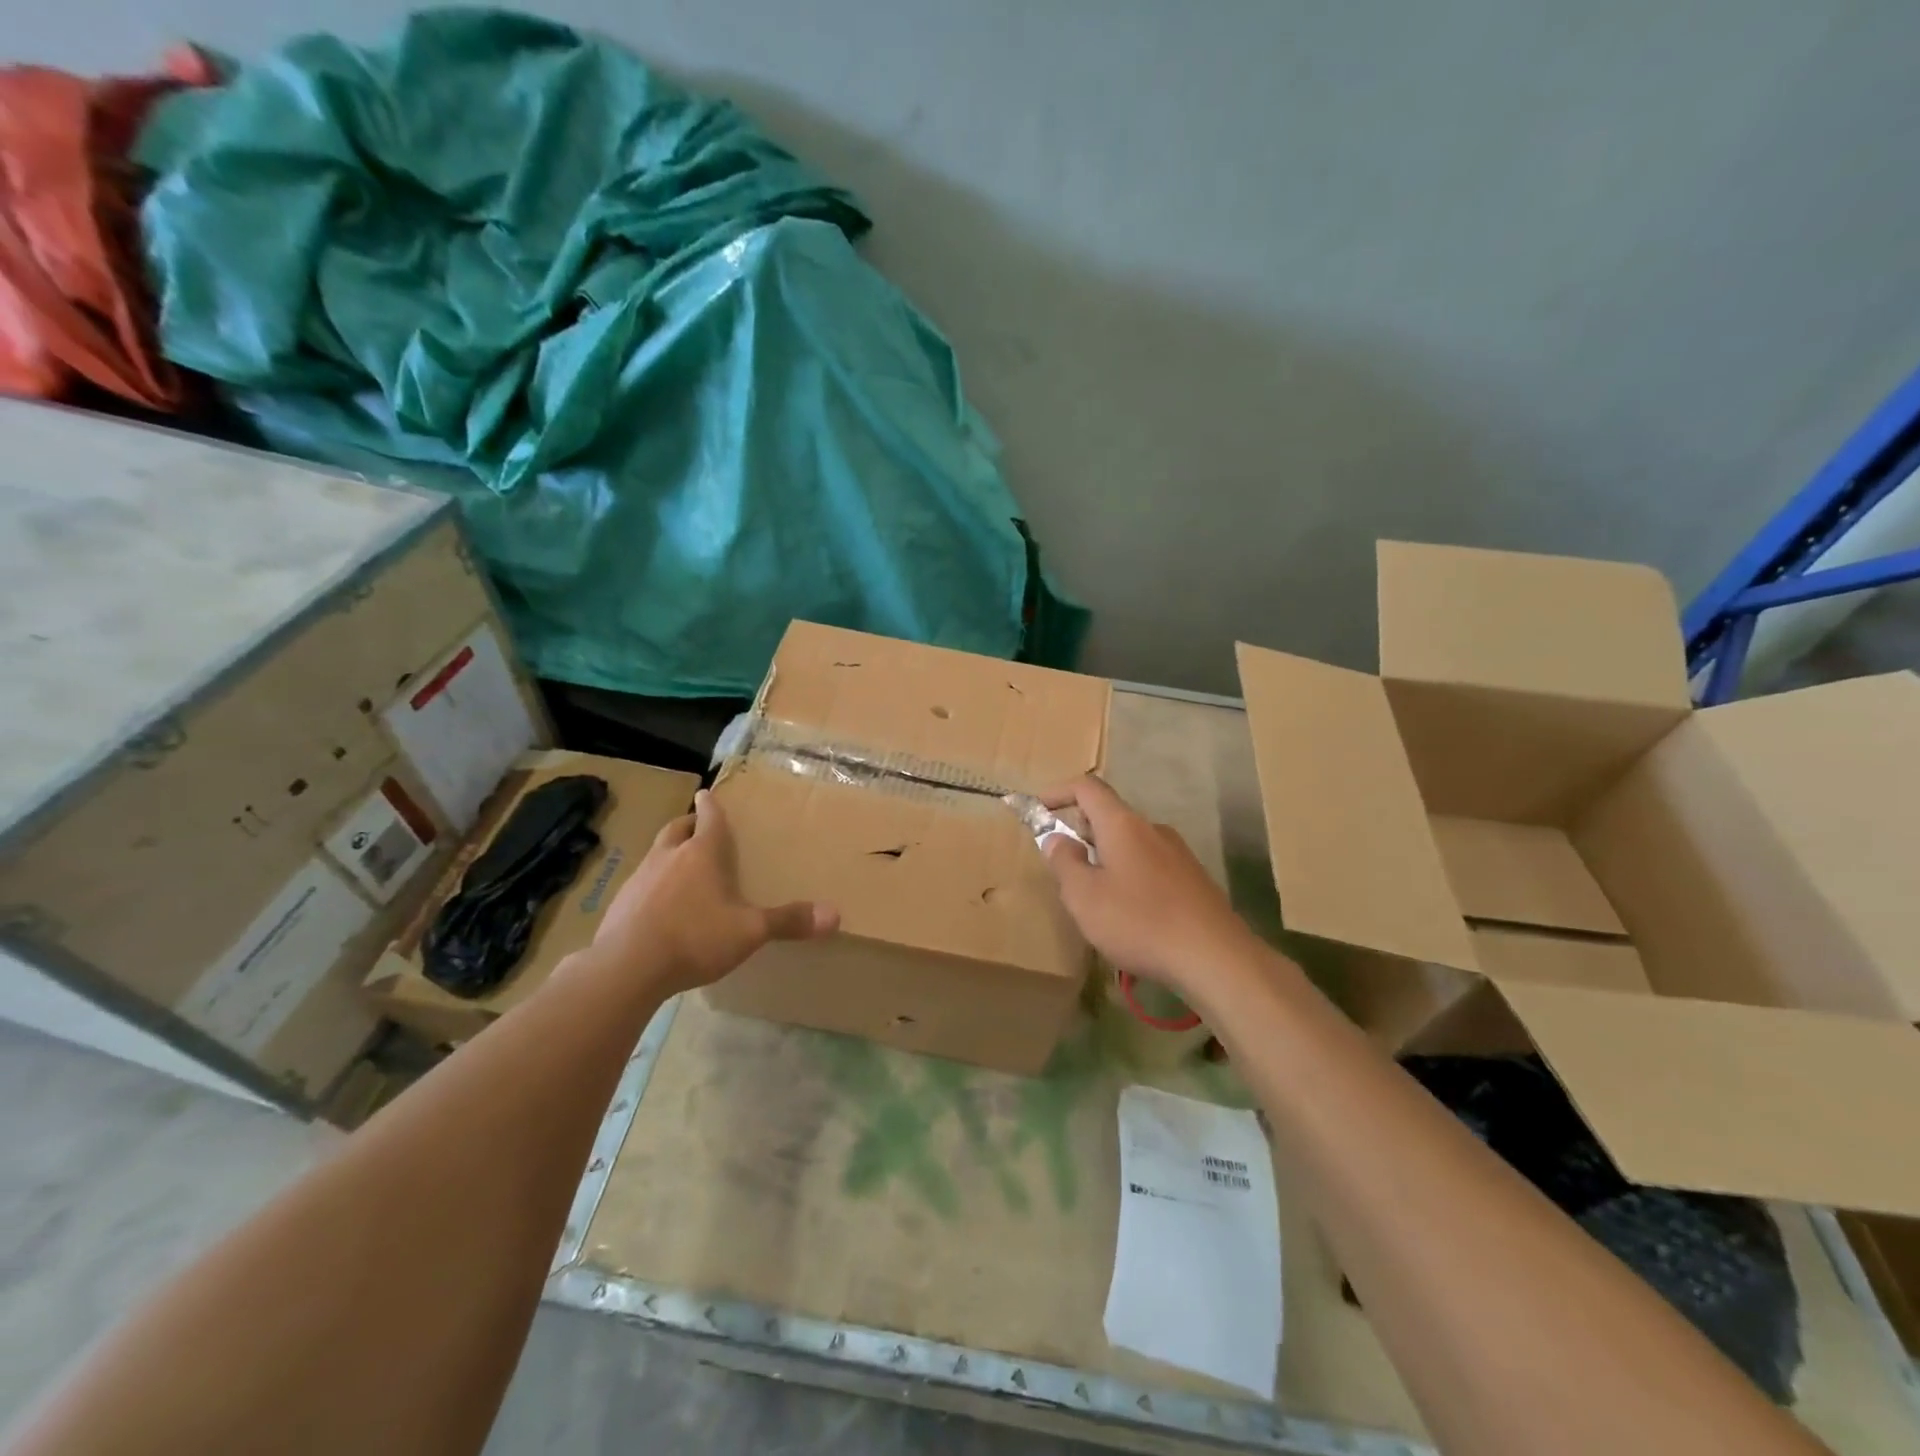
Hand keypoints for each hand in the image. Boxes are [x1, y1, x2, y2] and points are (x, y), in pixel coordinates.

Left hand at [585, 788, 837, 994]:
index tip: (707, 793)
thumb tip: (835, 915)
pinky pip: (640, 884)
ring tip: (681, 868)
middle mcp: (668, 857)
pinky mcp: (620, 904)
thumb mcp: (749, 931)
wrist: (625, 968)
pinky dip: (653, 885)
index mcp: (701, 854)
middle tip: (697, 826)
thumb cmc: (694, 938)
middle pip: (676, 829)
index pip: (709, 819)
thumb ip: (788, 921)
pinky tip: (660, 908)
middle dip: (688, 824)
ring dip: (669, 853)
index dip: (711, 805)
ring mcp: (639, 879)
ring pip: (656, 854)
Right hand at [1039, 774, 1257, 998]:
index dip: (1059, 792)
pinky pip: (1151, 867)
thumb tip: (1058, 839)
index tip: (1039, 810)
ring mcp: (1178, 853)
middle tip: (1064, 867)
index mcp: (1123, 824)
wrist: (1215, 957)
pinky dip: (1130, 878)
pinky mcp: (1193, 879)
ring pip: (1131, 844)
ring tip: (1096, 899)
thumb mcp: (1084, 896)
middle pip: (1110, 816)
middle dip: (1081, 833)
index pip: (1087, 788)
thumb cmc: (1139, 921)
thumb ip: (1064, 863)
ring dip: (1106, 859)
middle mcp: (1152, 829)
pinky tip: (1131, 916)